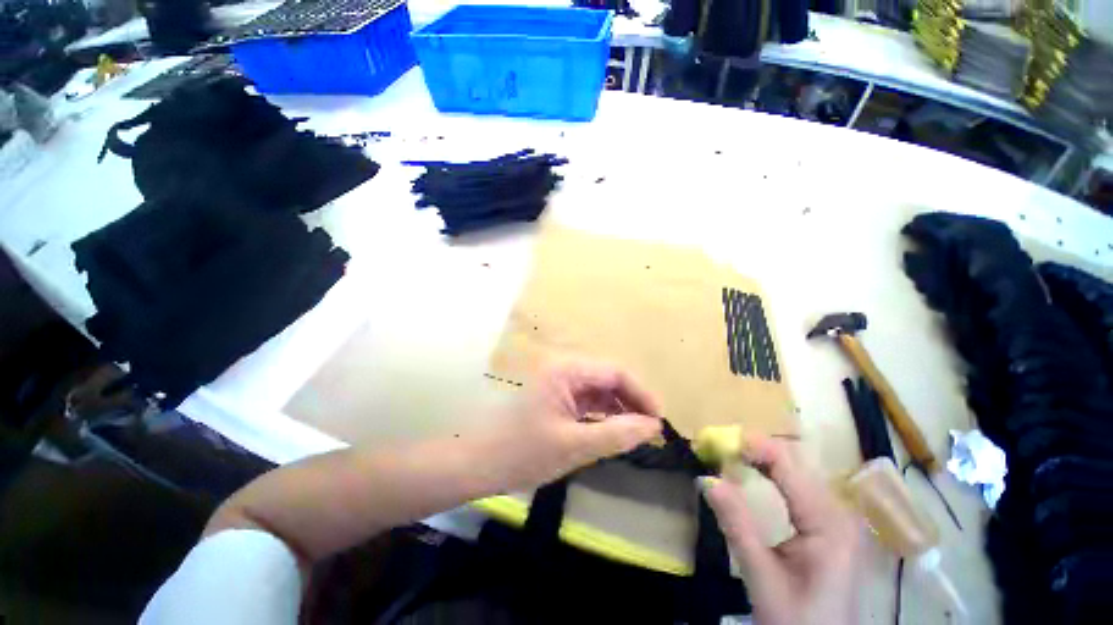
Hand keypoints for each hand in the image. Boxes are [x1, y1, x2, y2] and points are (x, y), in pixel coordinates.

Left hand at [489, 363, 663, 491]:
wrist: (475, 464)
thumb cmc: (522, 452)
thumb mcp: (574, 446)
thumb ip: (617, 434)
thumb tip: (653, 427)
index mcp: (566, 370)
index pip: (615, 372)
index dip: (641, 393)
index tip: (659, 421)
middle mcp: (563, 370)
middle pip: (607, 379)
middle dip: (631, 402)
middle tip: (650, 431)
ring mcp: (557, 384)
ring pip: (597, 391)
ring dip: (618, 410)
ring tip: (636, 434)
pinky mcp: (553, 398)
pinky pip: (585, 402)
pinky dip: (601, 416)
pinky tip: (612, 432)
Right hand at [704, 436, 860, 624]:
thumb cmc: (797, 621)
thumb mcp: (762, 577)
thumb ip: (736, 525)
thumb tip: (706, 479)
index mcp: (829, 524)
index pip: (790, 466)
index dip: (755, 446)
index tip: (721, 438)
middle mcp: (838, 513)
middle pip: (796, 464)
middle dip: (757, 450)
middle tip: (721, 446)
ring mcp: (836, 520)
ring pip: (797, 472)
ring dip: (763, 461)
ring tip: (731, 455)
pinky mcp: (828, 527)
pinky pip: (798, 488)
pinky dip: (772, 476)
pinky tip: (753, 475)